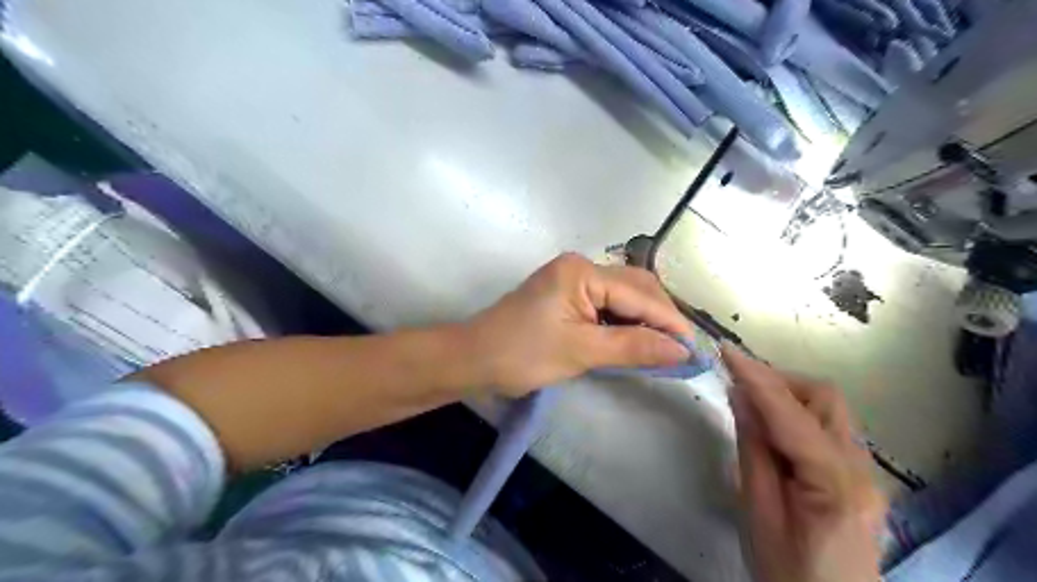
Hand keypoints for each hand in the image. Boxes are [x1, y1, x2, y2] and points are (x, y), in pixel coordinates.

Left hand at [466, 253, 691, 397]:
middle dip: (660, 318)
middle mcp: (580, 267)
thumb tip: (682, 350)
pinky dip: (624, 323)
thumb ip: (634, 347)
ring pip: (623, 296)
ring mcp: (572, 280)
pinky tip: (636, 341)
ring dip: (644, 321)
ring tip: (664, 348)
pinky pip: (607, 305)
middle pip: (635, 288)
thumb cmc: (522, 354)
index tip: (696, 349)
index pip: (639, 295)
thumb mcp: (581, 351)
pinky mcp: (567, 295)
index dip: (670, 322)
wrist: (474, 359)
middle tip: (682, 350)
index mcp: (582, 272)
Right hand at [722, 346, 886, 581]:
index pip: (792, 414)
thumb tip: (741, 396)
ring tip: (751, 406)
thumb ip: (753, 450)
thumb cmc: (787, 573)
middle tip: (739, 386)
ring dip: (788, 396)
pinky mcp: (860, 477)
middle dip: (779, 382)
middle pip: (826, 399)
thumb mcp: (758, 512)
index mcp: (835, 484)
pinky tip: (772, 430)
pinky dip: (797, 416)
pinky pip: (828, 429)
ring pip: (830, 410)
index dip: (757, 378)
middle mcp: (862, 470)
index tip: (727, 351)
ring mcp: (867, 474)